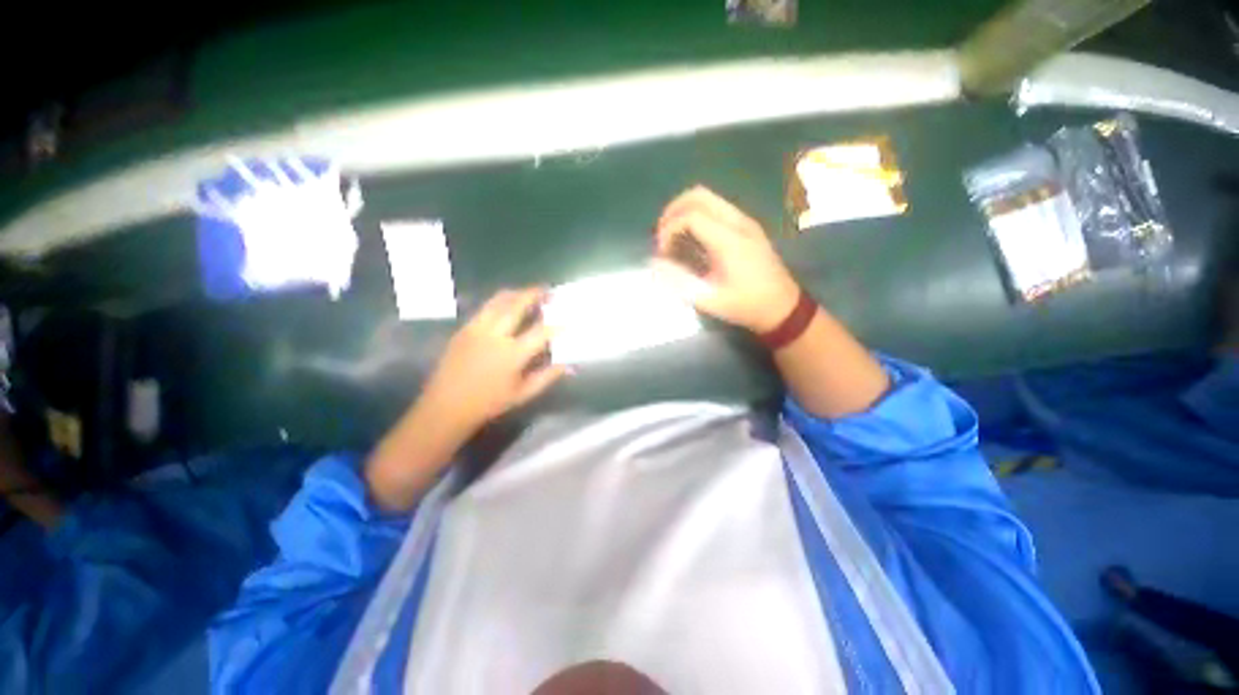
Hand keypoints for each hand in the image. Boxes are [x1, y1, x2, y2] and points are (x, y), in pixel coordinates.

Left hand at [416, 287, 566, 436]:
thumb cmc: (489, 403)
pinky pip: (485, 308)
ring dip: (516, 293)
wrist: (446, 406)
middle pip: (517, 305)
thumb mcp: (523, 394)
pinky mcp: (464, 329)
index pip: (541, 332)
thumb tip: (569, 366)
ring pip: (498, 300)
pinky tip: (507, 307)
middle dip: (535, 294)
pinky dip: (500, 302)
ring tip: (528, 293)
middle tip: (547, 291)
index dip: (557, 325)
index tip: (568, 321)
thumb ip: (547, 377)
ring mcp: (477, 328)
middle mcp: (495, 335)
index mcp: (512, 354)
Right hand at [652, 186, 800, 333]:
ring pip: (708, 198)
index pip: (691, 217)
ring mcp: (745, 221)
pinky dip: (696, 215)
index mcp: (730, 241)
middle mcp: (738, 223)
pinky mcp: (747, 226)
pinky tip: (691, 238)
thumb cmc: (747, 306)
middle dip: (672, 211)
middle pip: (698, 195)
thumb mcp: (711, 300)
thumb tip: (656, 263)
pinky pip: (716, 208)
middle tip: (662, 235)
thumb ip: (680, 280)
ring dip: (684, 211)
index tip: (662, 252)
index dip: (669, 230)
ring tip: (672, 236)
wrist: (783, 307)